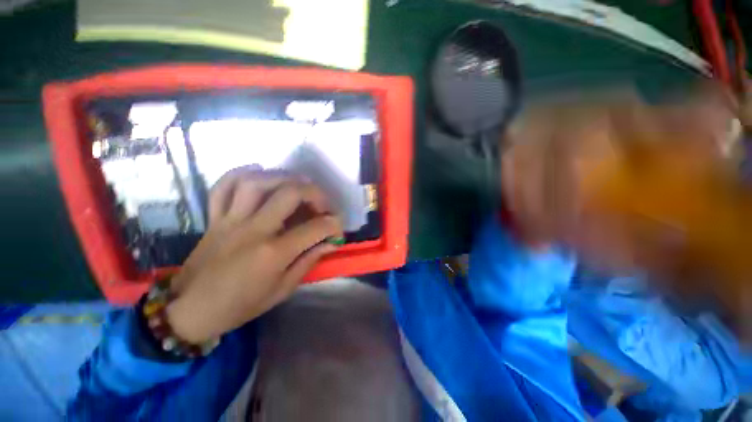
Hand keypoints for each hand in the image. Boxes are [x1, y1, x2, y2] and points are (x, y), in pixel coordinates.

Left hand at [165, 167, 342, 342]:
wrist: (190, 310)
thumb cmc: (241, 305)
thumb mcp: (282, 289)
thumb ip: (308, 261)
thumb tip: (330, 243)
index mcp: (273, 253)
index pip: (316, 228)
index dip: (334, 225)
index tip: (338, 229)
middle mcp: (253, 229)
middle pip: (290, 193)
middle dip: (316, 193)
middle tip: (323, 203)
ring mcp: (230, 220)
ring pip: (257, 182)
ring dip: (283, 177)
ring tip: (298, 185)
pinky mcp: (214, 218)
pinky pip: (223, 186)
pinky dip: (242, 173)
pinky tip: (259, 173)